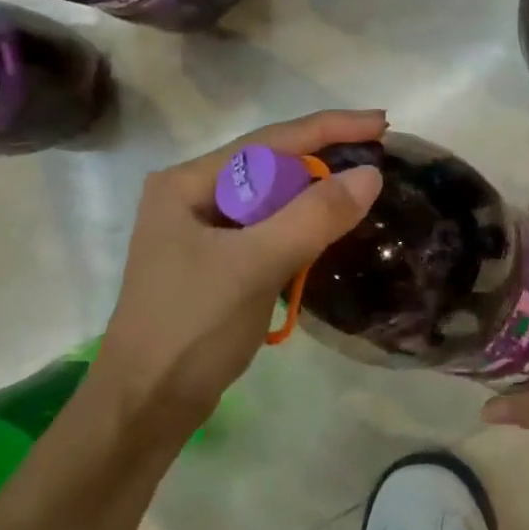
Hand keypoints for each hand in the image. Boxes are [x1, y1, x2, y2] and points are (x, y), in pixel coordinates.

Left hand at [94, 109, 385, 421]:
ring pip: (275, 198)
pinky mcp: (220, 261)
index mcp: (189, 183)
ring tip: (365, 188)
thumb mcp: (255, 265)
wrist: (146, 407)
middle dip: (326, 159)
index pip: (271, 142)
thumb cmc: (191, 327)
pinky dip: (305, 226)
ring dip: (318, 194)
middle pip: (273, 164)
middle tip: (380, 156)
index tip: (381, 123)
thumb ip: (313, 216)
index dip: (330, 128)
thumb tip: (371, 174)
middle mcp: (194, 196)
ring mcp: (206, 230)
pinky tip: (332, 227)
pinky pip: (272, 228)